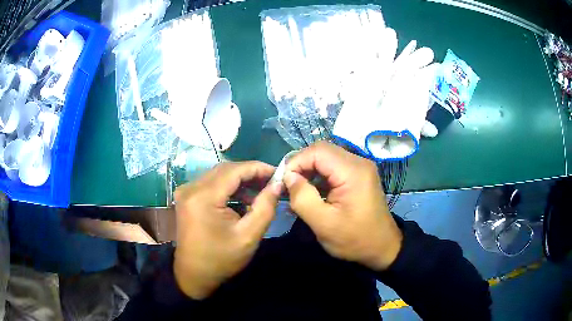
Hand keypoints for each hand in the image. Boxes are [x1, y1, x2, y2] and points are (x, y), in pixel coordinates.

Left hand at [173, 161, 281, 299]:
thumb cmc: (221, 259)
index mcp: (203, 197)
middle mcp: (191, 188)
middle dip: (250, 173)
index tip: (278, 172)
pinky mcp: (186, 197)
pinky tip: (242, 197)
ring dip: (239, 179)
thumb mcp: (249, 236)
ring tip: (260, 190)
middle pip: (225, 170)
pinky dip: (228, 186)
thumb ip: (265, 207)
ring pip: (218, 175)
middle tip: (271, 182)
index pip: (234, 170)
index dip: (258, 168)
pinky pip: (210, 183)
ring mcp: (186, 191)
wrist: (194, 274)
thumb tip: (277, 184)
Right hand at [283, 141, 402, 270]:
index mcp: (353, 172)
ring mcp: (360, 167)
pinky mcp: (359, 175)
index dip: (296, 162)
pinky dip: (319, 176)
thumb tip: (288, 176)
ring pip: (327, 158)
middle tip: (288, 186)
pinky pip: (334, 167)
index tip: (283, 182)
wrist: (383, 247)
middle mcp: (359, 162)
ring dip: (309, 171)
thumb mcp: (324, 224)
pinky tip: (312, 192)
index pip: (317, 151)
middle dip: (301, 165)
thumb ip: (302, 198)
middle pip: (322, 151)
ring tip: (297, 190)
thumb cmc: (355, 239)